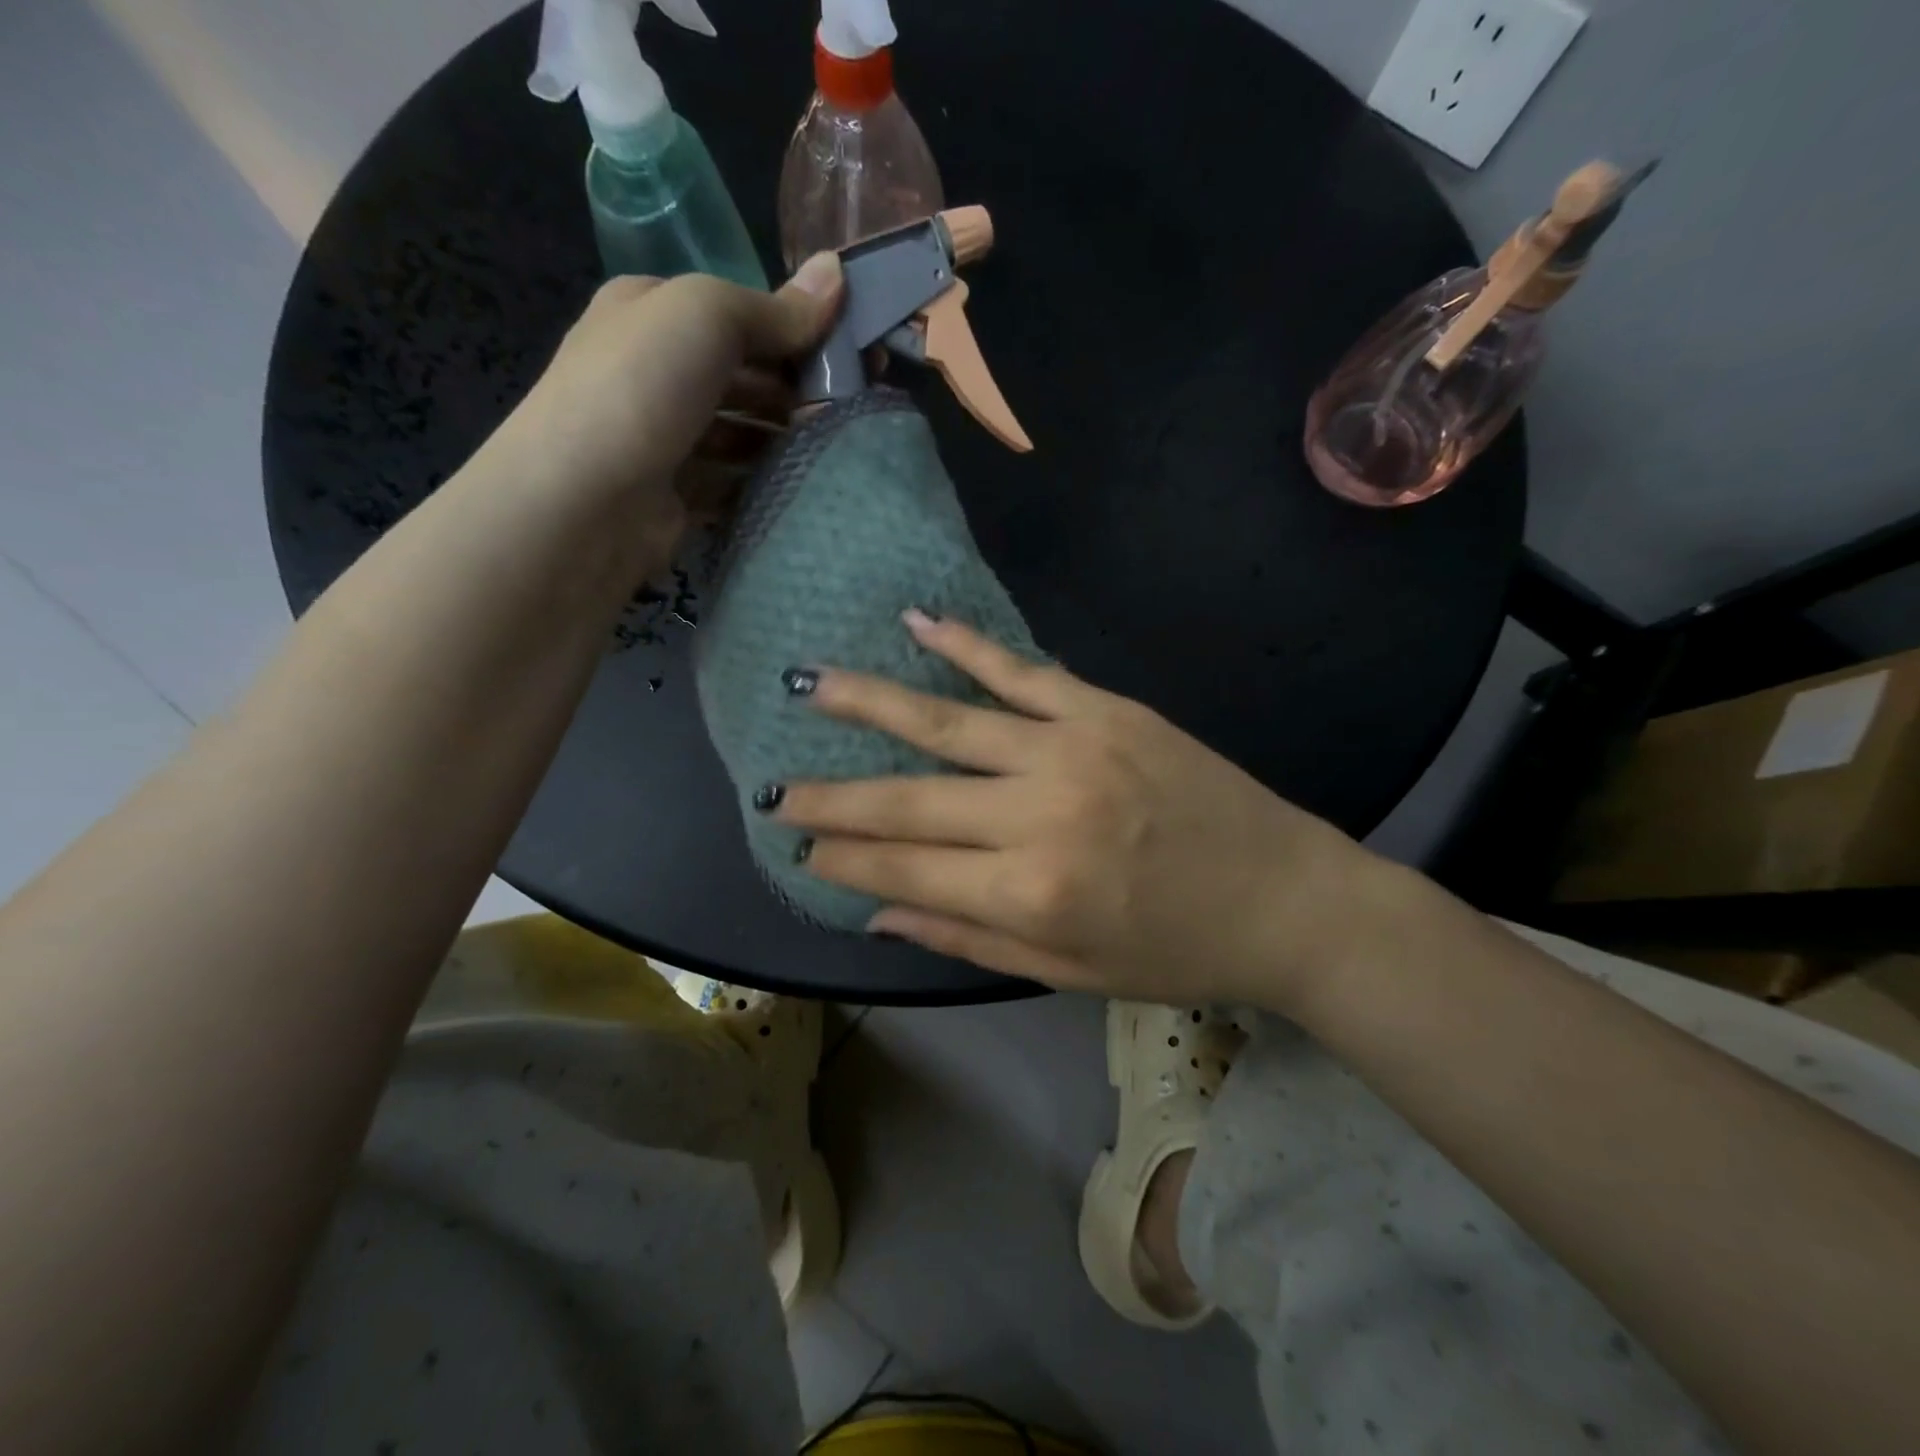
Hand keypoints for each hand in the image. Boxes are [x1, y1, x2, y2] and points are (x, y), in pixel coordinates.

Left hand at [495, 255, 843, 553]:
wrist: (583, 502)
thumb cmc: (641, 388)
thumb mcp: (707, 317)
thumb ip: (775, 307)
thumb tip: (838, 271)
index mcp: (653, 312)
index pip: (738, 314)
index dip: (797, 327)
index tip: (855, 353)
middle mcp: (656, 370)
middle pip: (744, 374)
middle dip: (797, 388)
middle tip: (854, 407)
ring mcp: (665, 437)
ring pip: (742, 431)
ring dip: (786, 438)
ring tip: (836, 448)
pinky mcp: (678, 495)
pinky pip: (734, 481)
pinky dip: (765, 481)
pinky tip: (803, 485)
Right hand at [774, 611, 1391, 1007]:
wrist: (1285, 896)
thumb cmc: (1175, 952)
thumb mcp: (1069, 973)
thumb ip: (967, 941)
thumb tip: (876, 913)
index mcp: (1029, 895)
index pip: (905, 871)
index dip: (844, 860)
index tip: (798, 846)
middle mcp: (1039, 816)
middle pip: (910, 801)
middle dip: (833, 797)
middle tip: (774, 787)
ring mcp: (1072, 750)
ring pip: (948, 721)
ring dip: (871, 703)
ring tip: (811, 684)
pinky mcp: (1106, 710)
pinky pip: (1021, 671)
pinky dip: (965, 645)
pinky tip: (915, 622)